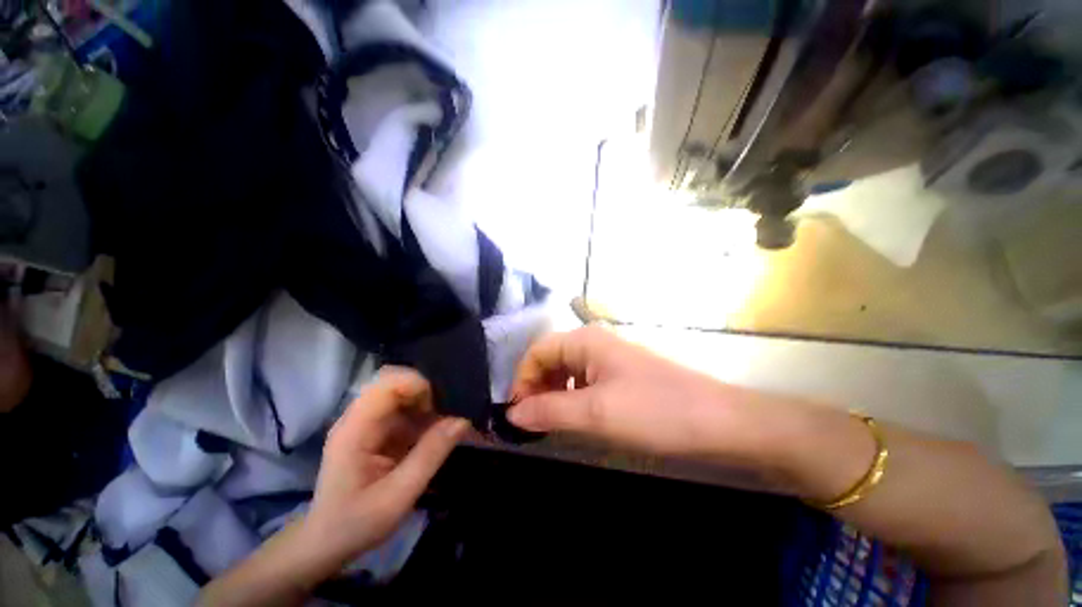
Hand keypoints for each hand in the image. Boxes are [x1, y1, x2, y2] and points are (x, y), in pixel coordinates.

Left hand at [300, 367, 468, 571]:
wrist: (326, 544)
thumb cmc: (355, 524)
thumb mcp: (398, 496)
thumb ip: (430, 456)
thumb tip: (462, 421)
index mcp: (356, 429)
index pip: (387, 383)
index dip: (417, 386)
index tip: (436, 411)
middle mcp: (359, 418)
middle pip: (397, 384)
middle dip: (426, 396)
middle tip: (444, 421)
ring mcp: (367, 423)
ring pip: (403, 396)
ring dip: (427, 408)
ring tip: (444, 430)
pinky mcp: (376, 431)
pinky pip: (404, 412)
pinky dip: (423, 419)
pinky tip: (432, 439)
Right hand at [508, 326, 787, 463]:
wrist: (717, 421)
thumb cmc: (654, 410)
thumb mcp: (595, 413)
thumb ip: (549, 411)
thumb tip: (512, 414)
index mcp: (585, 340)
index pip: (537, 351)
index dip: (522, 378)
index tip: (518, 412)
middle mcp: (593, 342)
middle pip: (550, 358)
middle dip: (536, 387)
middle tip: (532, 421)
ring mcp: (608, 358)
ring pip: (566, 370)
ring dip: (552, 393)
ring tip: (550, 422)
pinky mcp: (619, 374)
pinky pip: (583, 380)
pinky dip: (571, 397)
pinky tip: (574, 416)